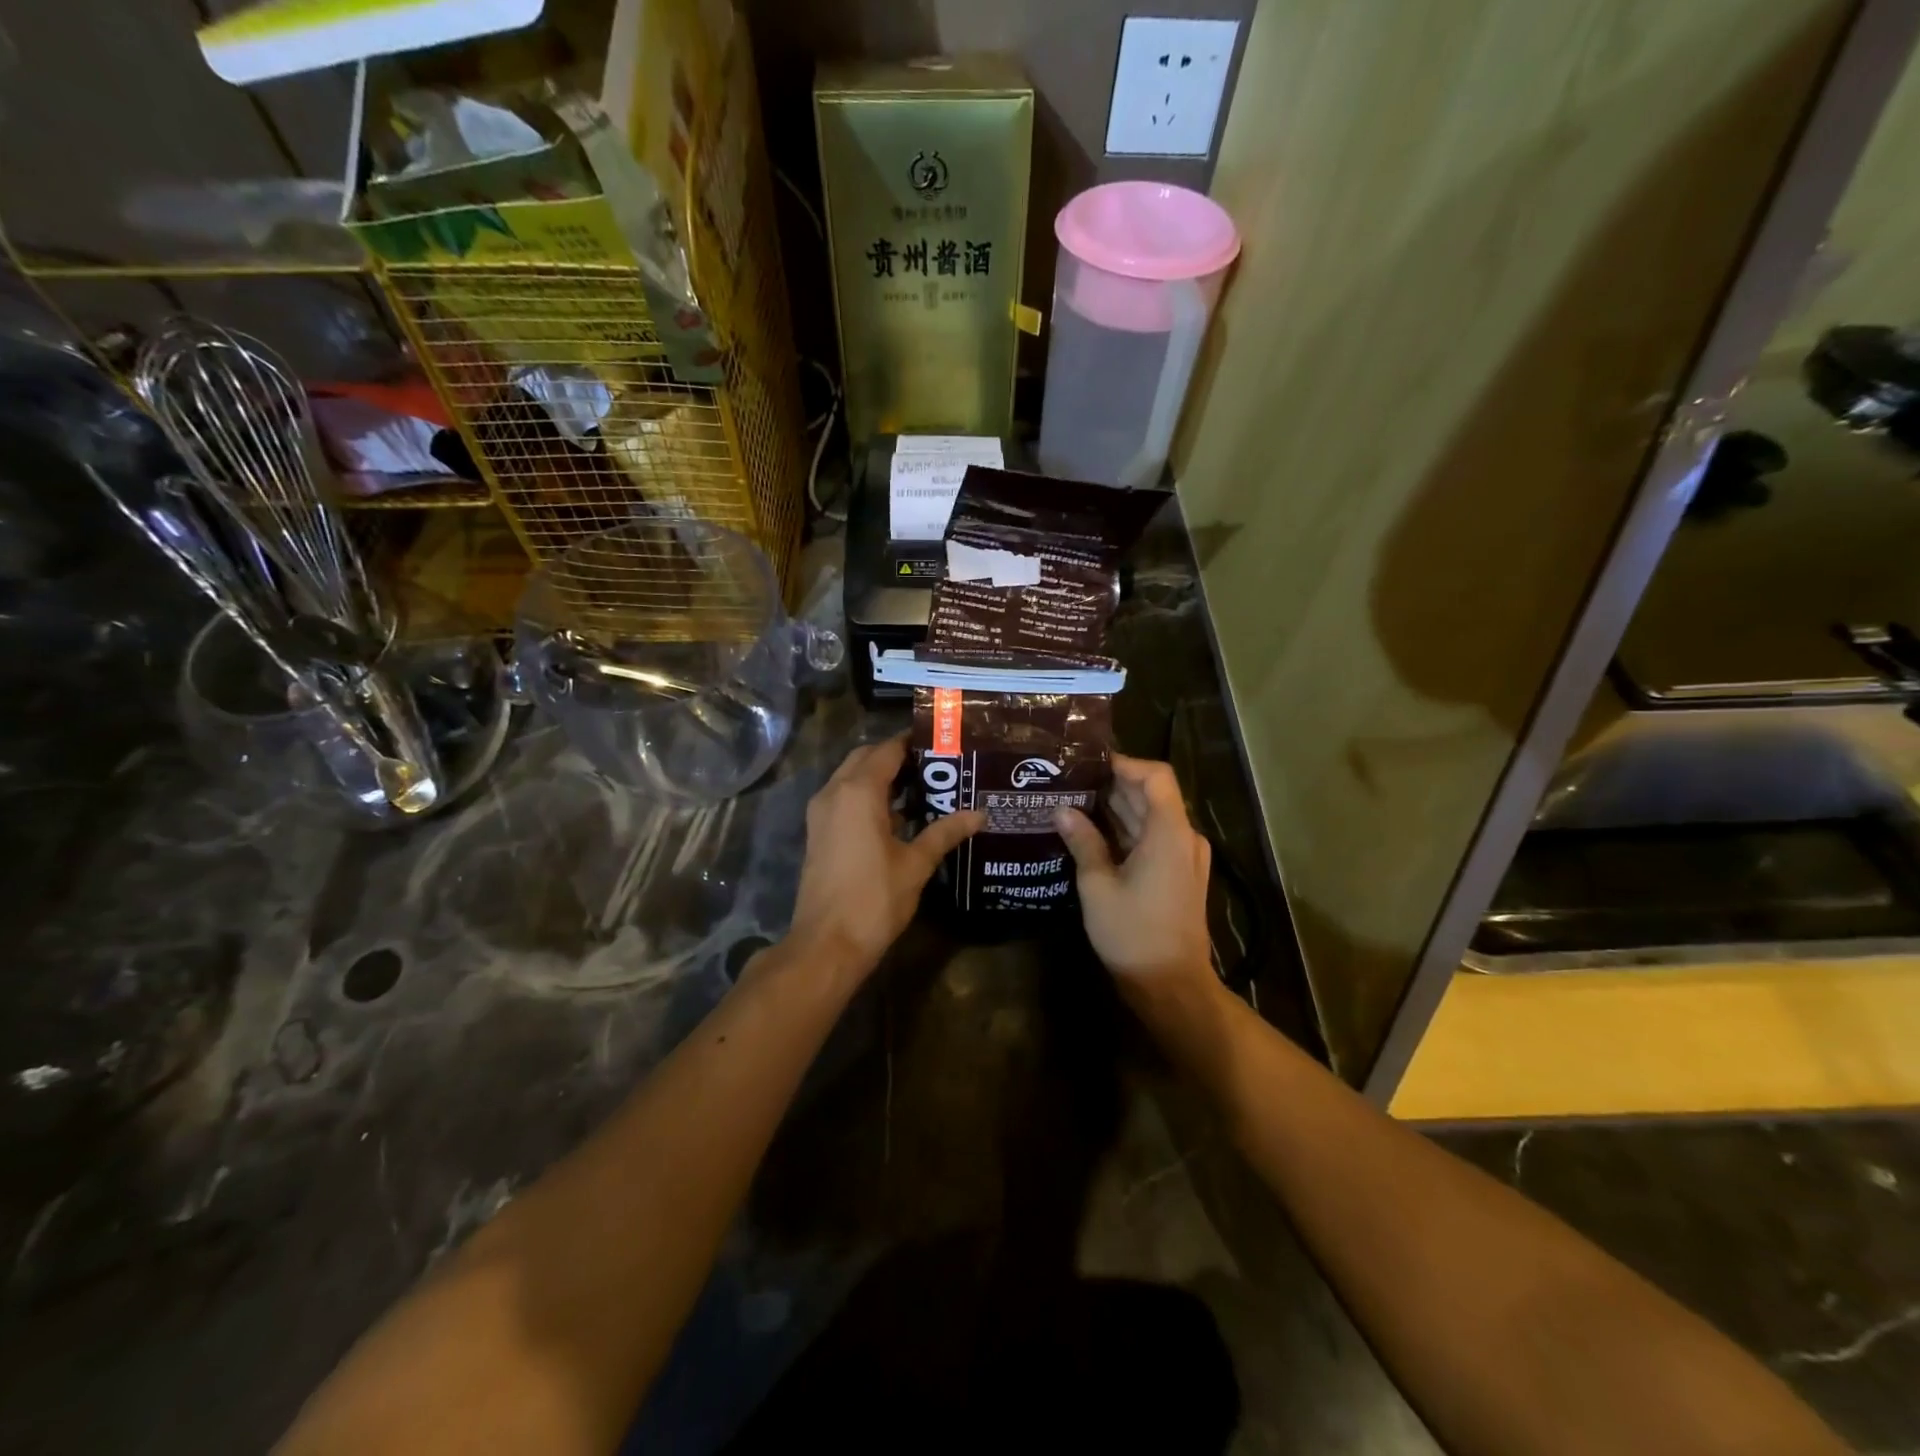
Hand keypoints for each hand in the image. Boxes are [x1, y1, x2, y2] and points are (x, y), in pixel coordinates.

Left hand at [787, 734, 984, 980]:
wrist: (827, 944)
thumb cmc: (874, 899)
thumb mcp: (916, 864)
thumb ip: (945, 832)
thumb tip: (979, 814)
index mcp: (858, 791)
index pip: (888, 750)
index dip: (914, 743)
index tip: (943, 743)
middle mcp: (834, 792)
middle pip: (866, 758)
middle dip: (897, 757)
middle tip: (935, 765)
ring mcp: (821, 813)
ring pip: (852, 778)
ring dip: (882, 777)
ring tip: (924, 788)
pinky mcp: (818, 833)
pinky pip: (844, 799)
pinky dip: (868, 797)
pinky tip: (899, 817)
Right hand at [1055, 754, 1215, 1011]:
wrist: (1171, 985)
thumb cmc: (1133, 934)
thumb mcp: (1098, 885)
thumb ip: (1083, 842)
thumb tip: (1063, 810)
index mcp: (1170, 833)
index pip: (1156, 776)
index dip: (1125, 764)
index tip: (1089, 764)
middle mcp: (1184, 838)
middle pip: (1152, 795)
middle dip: (1113, 785)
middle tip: (1071, 781)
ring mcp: (1185, 857)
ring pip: (1151, 818)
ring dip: (1117, 809)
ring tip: (1074, 802)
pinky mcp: (1180, 874)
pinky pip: (1154, 839)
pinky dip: (1126, 832)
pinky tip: (1092, 834)